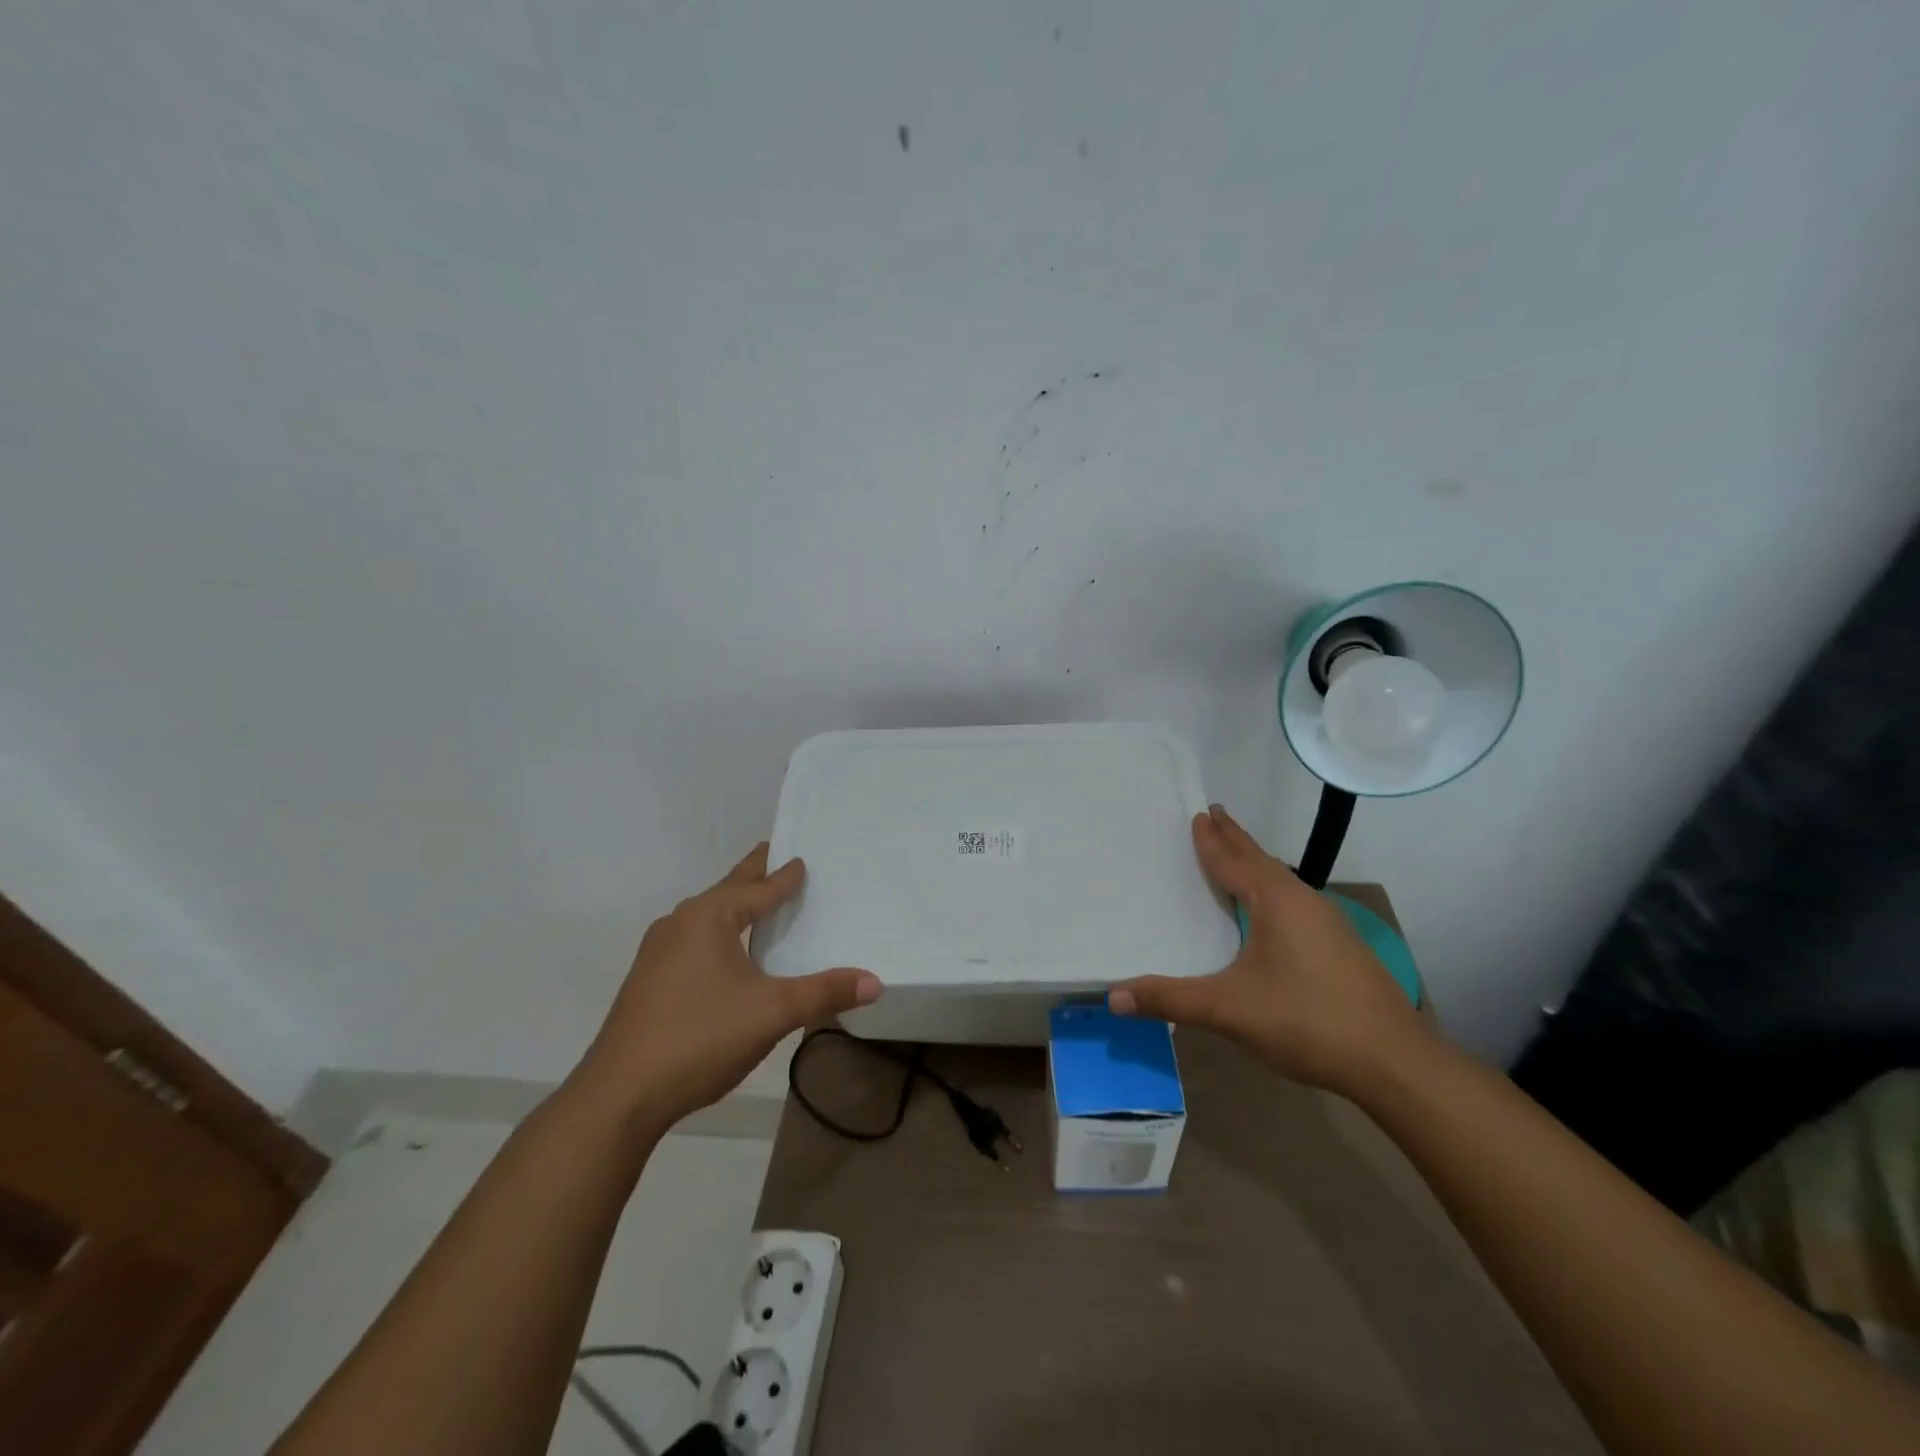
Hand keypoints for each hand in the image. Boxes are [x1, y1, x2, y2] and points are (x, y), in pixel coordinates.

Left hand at [569, 844, 881, 1130]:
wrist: (619, 1096)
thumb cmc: (700, 1038)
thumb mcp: (772, 1013)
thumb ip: (824, 993)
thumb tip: (875, 981)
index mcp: (710, 917)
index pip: (759, 887)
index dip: (785, 875)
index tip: (803, 859)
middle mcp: (680, 923)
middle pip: (727, 890)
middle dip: (754, 875)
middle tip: (777, 856)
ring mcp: (658, 952)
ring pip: (706, 916)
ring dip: (734, 905)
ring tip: (757, 903)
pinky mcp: (648, 980)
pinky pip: (693, 940)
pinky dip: (717, 932)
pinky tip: (725, 954)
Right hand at [1108, 804, 1426, 1095]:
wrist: (1393, 1061)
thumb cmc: (1306, 1020)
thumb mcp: (1228, 1009)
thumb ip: (1170, 999)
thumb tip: (1112, 996)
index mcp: (1275, 901)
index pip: (1234, 860)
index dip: (1212, 840)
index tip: (1199, 814)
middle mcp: (1303, 901)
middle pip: (1261, 860)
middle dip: (1236, 839)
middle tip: (1214, 815)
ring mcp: (1328, 923)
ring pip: (1282, 881)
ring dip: (1255, 864)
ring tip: (1237, 855)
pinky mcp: (1341, 946)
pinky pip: (1294, 902)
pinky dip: (1272, 890)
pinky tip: (1270, 911)